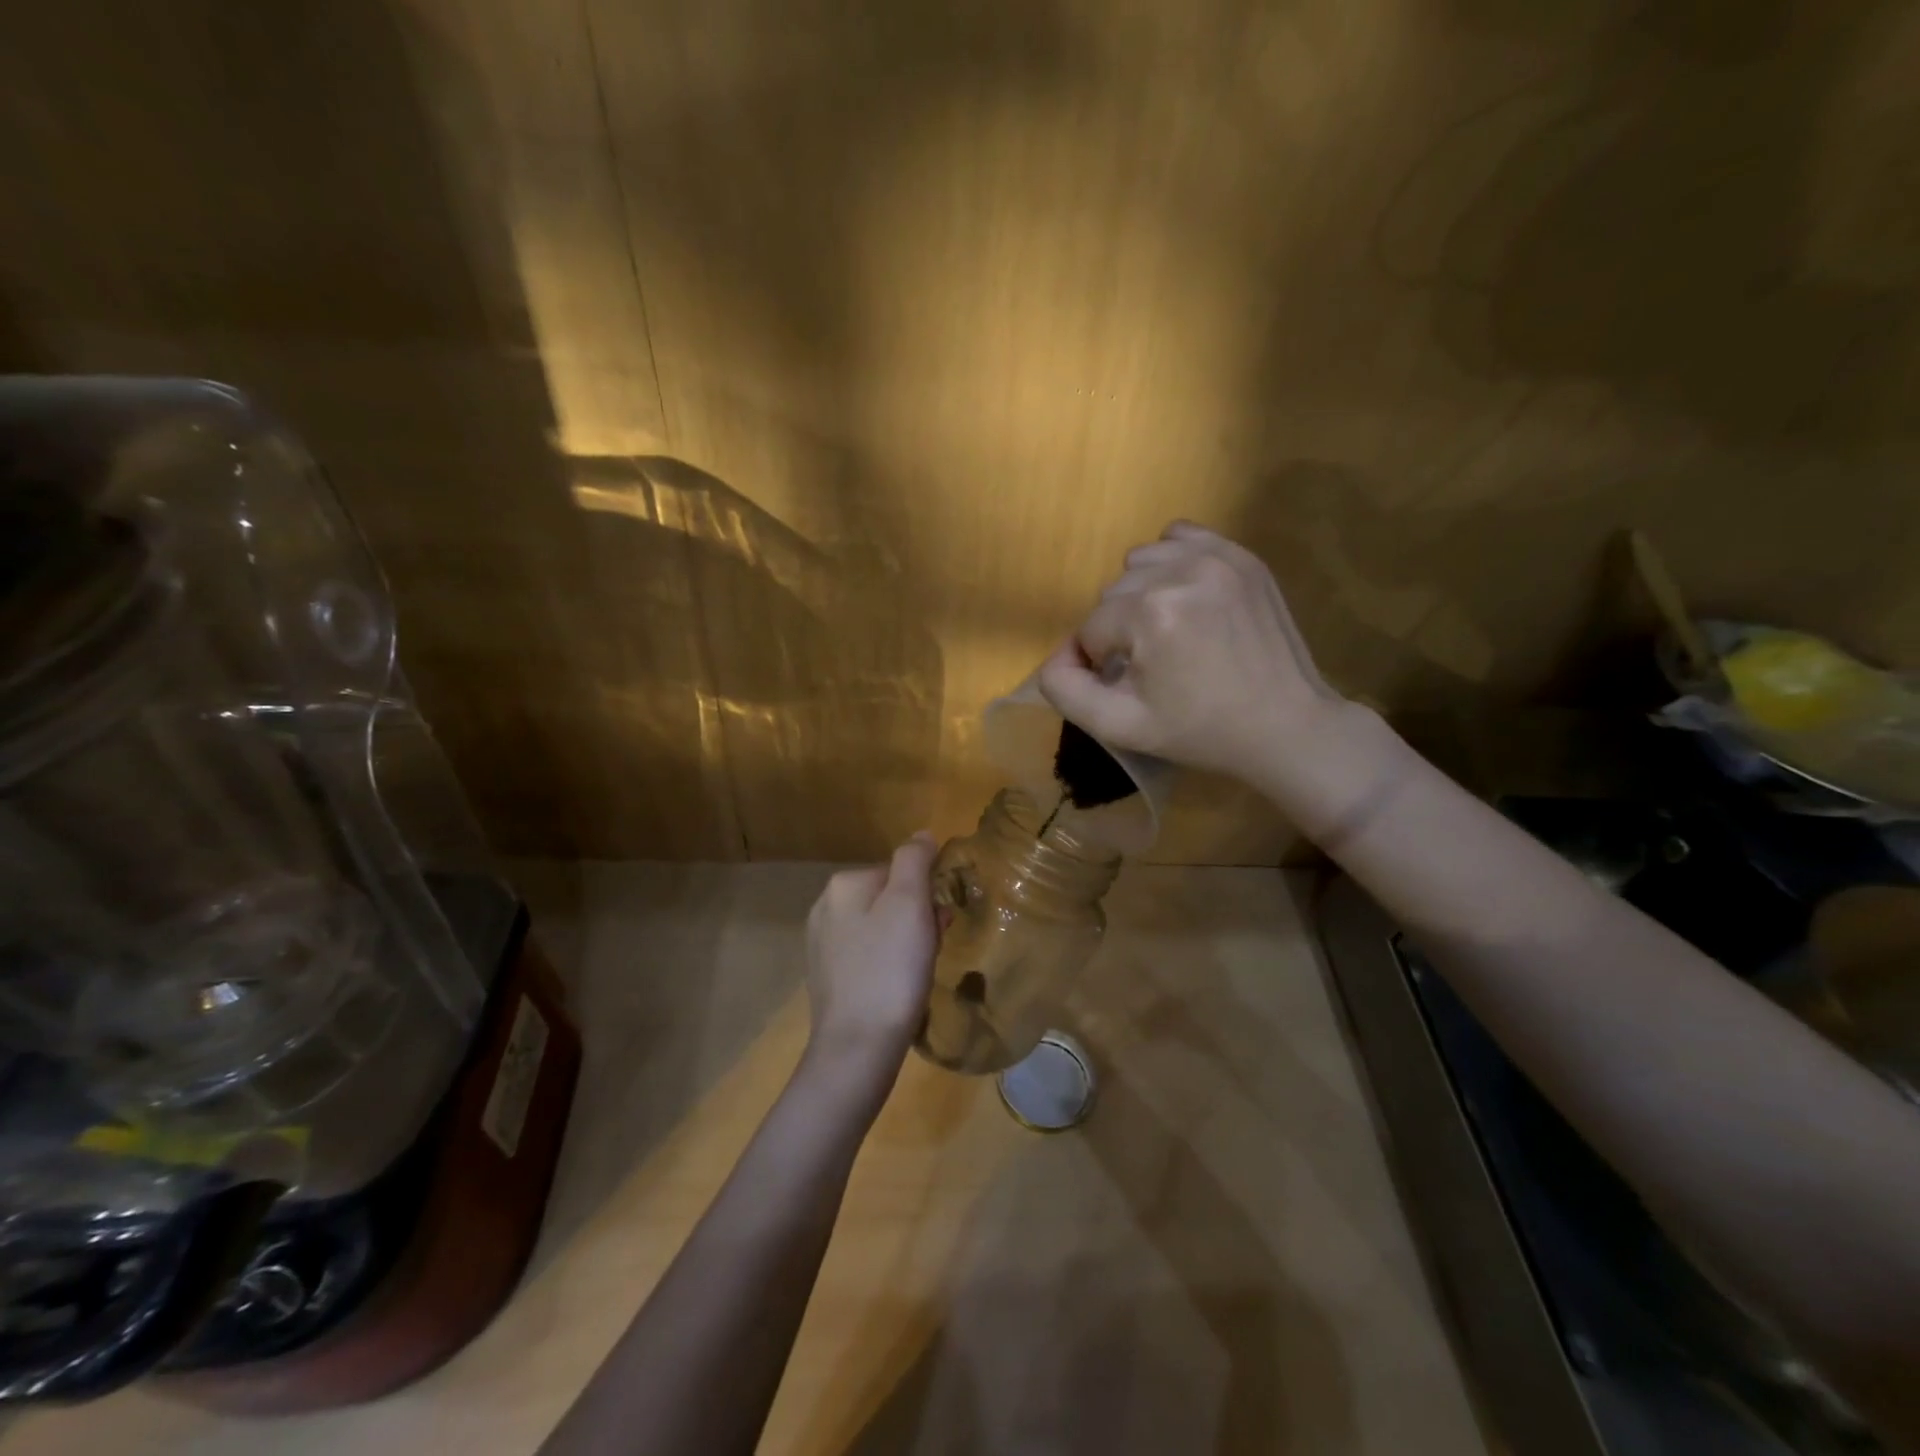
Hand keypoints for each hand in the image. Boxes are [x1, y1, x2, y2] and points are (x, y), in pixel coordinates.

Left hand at [803, 833, 939, 1090]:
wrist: (858, 1047)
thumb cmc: (890, 969)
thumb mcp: (909, 903)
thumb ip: (915, 860)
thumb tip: (921, 835)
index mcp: (843, 884)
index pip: (898, 870)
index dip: (926, 894)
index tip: (939, 921)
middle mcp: (825, 907)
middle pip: (888, 898)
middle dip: (916, 918)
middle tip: (933, 947)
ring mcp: (822, 944)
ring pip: (879, 927)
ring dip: (906, 940)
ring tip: (919, 971)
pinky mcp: (827, 977)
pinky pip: (868, 956)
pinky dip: (888, 964)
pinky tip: (899, 987)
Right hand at [1038, 521, 1346, 783]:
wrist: (1285, 725)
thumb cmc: (1201, 731)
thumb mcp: (1121, 726)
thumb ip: (1067, 691)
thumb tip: (1055, 659)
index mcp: (1150, 613)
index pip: (1090, 628)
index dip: (1099, 662)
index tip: (1130, 686)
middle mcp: (1181, 571)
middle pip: (1113, 593)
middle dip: (1120, 629)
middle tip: (1152, 664)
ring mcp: (1217, 557)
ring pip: (1140, 563)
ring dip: (1140, 595)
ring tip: (1169, 631)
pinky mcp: (1242, 555)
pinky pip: (1179, 538)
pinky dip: (1170, 563)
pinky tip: (1184, 597)